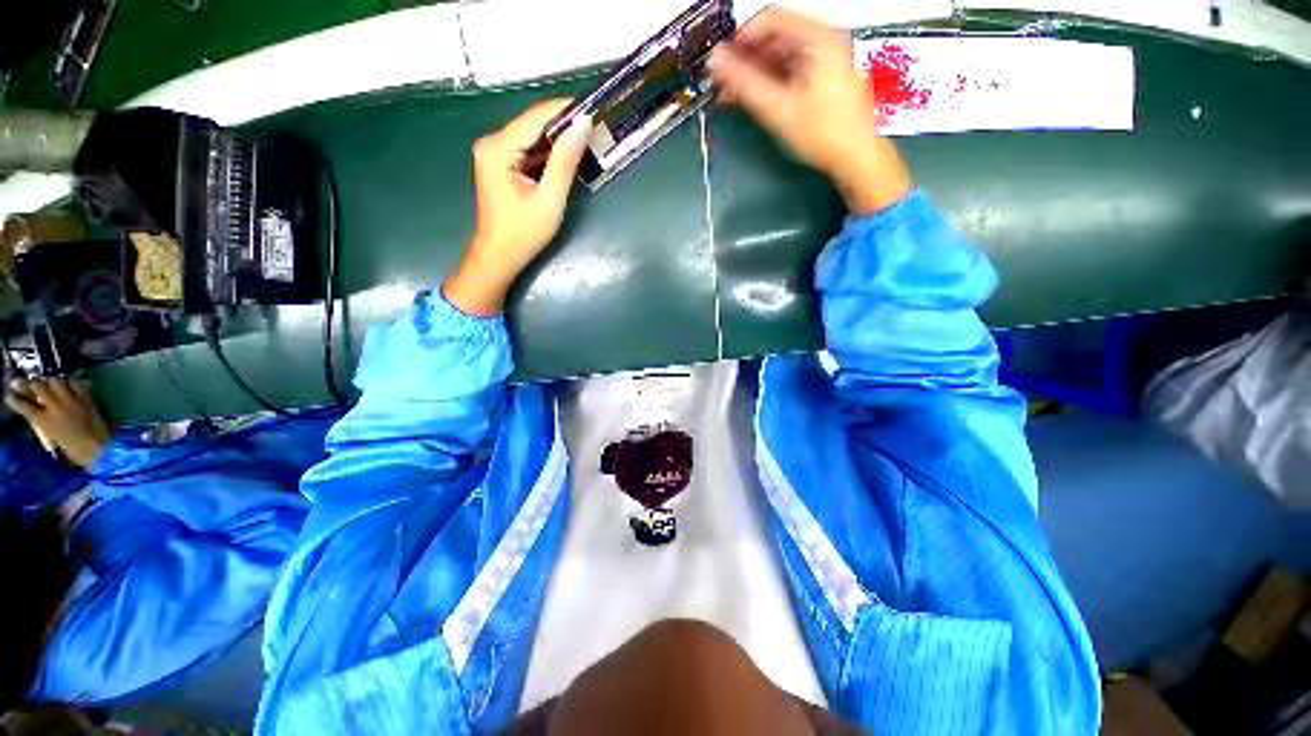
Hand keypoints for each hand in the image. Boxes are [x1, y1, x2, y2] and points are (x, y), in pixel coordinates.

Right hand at [5, 377, 110, 468]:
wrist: (98, 449)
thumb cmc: (73, 449)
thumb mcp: (50, 437)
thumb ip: (42, 422)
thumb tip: (35, 410)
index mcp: (43, 421)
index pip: (22, 405)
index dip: (13, 398)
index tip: (9, 393)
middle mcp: (55, 407)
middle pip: (38, 386)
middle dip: (30, 383)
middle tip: (27, 382)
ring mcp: (71, 401)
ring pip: (55, 380)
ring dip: (50, 380)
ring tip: (48, 382)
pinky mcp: (86, 398)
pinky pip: (75, 382)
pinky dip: (70, 380)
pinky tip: (67, 383)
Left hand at [444, 99, 592, 316]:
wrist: (498, 257)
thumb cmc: (523, 234)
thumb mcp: (549, 199)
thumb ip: (565, 161)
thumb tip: (583, 125)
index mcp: (498, 148)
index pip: (536, 117)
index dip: (566, 110)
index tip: (594, 109)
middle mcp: (491, 143)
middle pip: (532, 124)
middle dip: (563, 127)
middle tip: (594, 130)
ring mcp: (493, 153)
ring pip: (531, 137)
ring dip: (557, 142)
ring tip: (585, 144)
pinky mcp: (499, 164)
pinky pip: (527, 151)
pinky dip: (547, 155)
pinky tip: (565, 160)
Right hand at [708, 7, 912, 215]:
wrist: (856, 156)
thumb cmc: (824, 133)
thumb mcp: (780, 109)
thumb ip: (746, 83)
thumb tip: (717, 63)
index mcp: (820, 38)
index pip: (771, 19)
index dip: (742, 37)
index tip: (722, 60)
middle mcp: (825, 40)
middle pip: (776, 37)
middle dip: (747, 58)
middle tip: (724, 82)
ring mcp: (825, 57)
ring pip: (781, 54)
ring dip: (755, 72)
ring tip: (734, 94)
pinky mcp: (823, 75)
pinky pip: (790, 68)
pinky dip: (770, 80)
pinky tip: (754, 97)